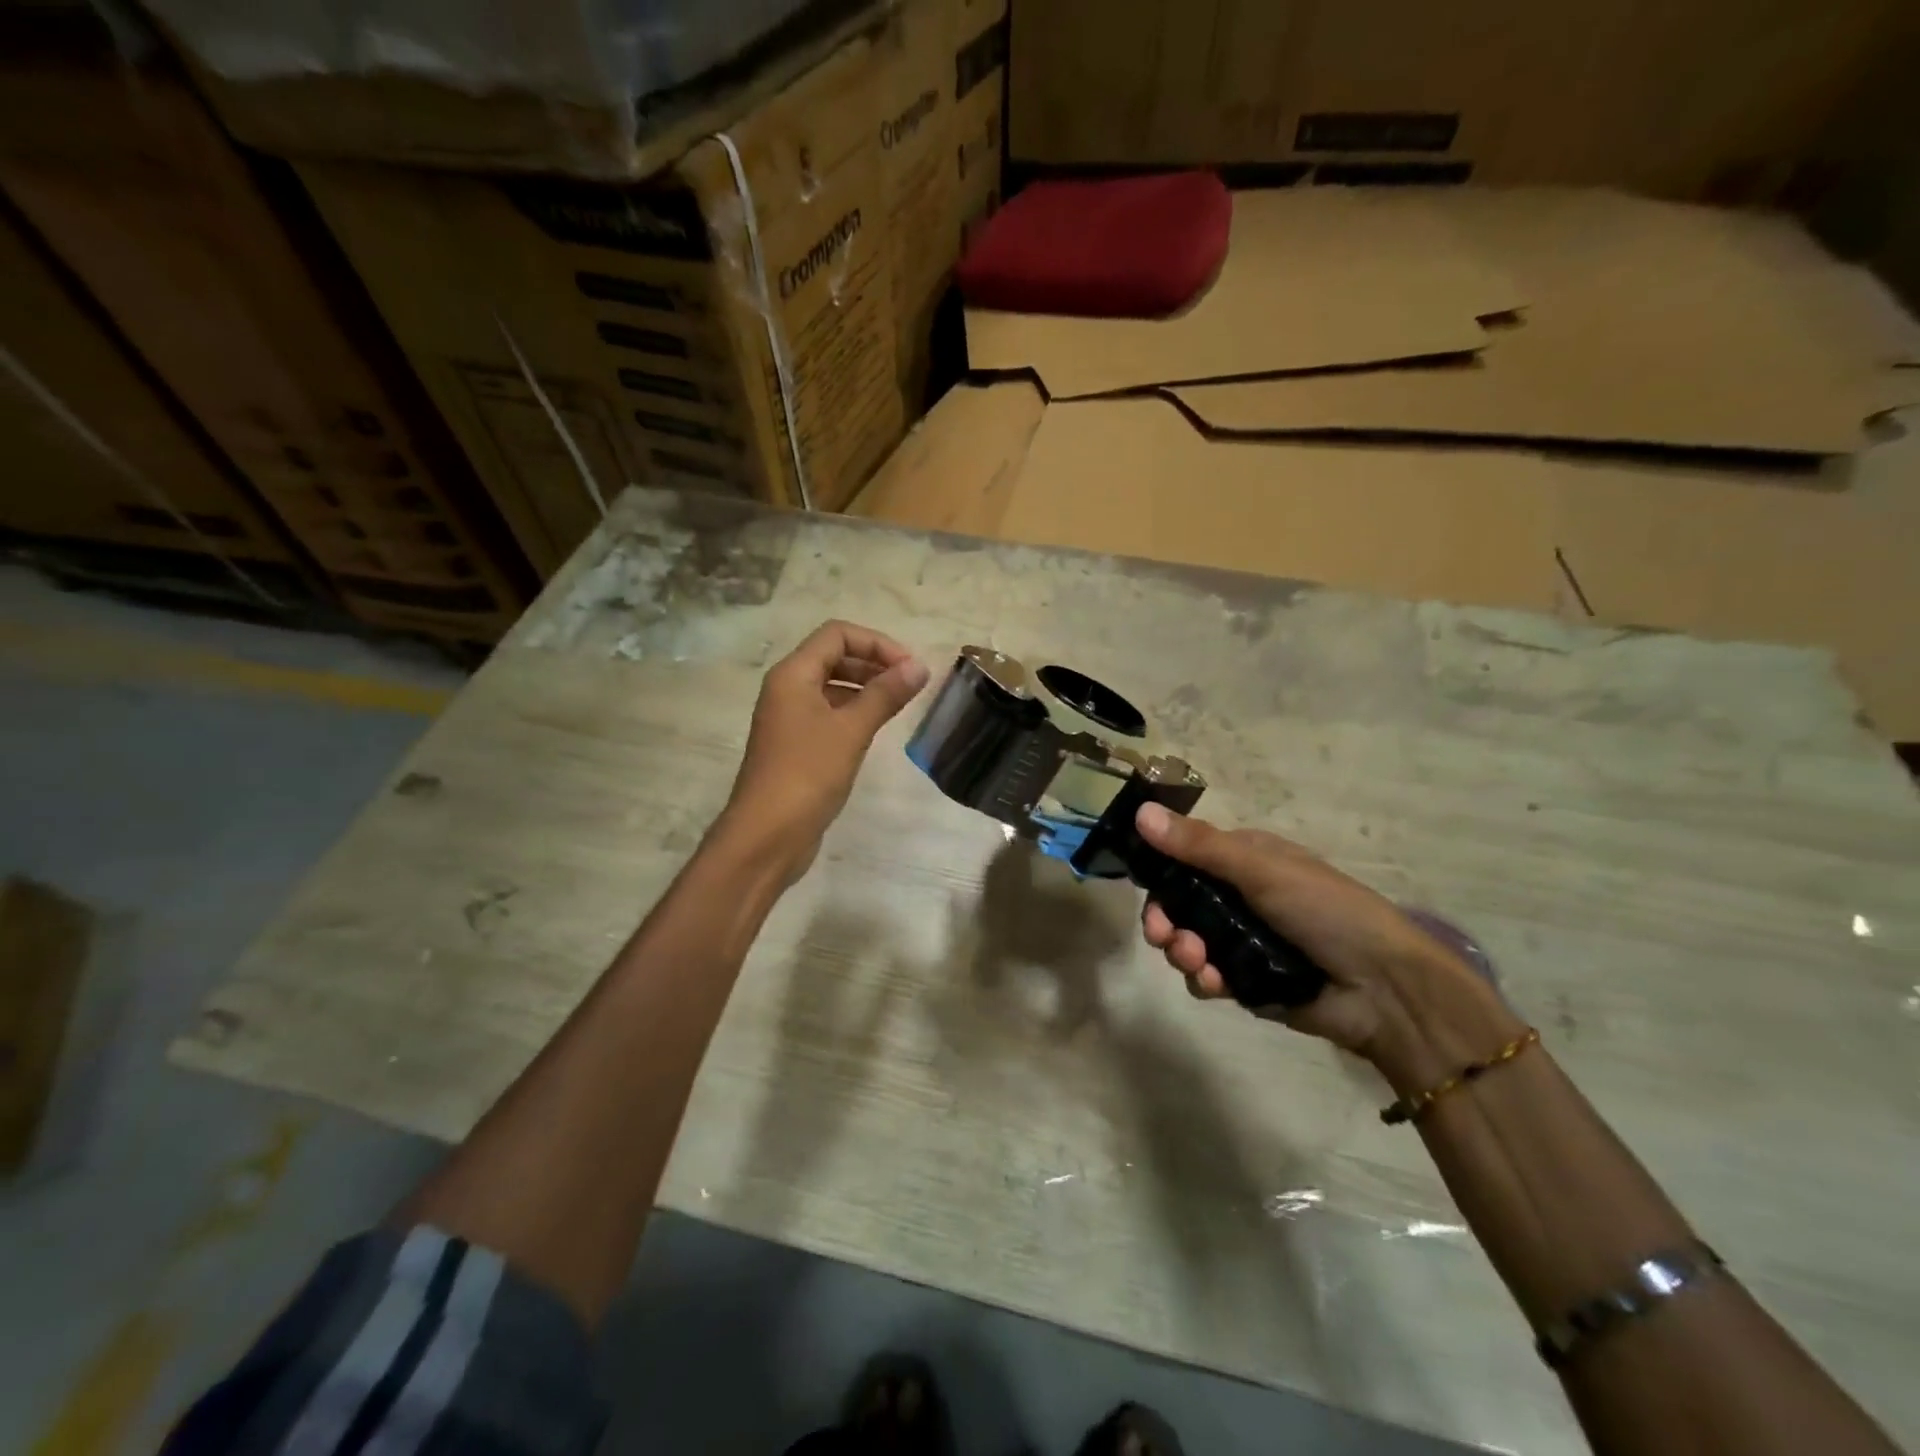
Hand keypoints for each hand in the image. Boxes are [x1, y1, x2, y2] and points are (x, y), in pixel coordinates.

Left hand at [717, 621, 928, 881]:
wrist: (767, 835)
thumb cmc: (807, 774)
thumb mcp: (851, 730)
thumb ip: (885, 694)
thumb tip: (919, 666)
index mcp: (793, 674)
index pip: (837, 634)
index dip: (877, 643)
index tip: (909, 668)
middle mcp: (787, 689)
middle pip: (834, 656)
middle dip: (874, 663)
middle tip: (910, 685)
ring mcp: (790, 718)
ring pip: (832, 686)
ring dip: (866, 688)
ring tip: (899, 705)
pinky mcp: (796, 745)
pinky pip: (829, 713)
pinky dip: (854, 712)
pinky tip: (876, 729)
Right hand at [1135, 804, 1518, 1077]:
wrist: (1383, 990)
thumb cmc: (1326, 911)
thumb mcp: (1262, 870)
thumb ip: (1200, 846)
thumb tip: (1140, 813)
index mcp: (1245, 861)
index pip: (1184, 859)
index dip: (1160, 874)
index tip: (1146, 889)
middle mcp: (1239, 898)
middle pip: (1178, 905)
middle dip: (1165, 920)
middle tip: (1163, 935)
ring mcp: (1241, 941)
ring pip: (1187, 942)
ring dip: (1182, 951)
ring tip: (1198, 962)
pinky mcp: (1245, 982)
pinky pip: (1205, 977)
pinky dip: (1204, 979)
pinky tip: (1216, 984)